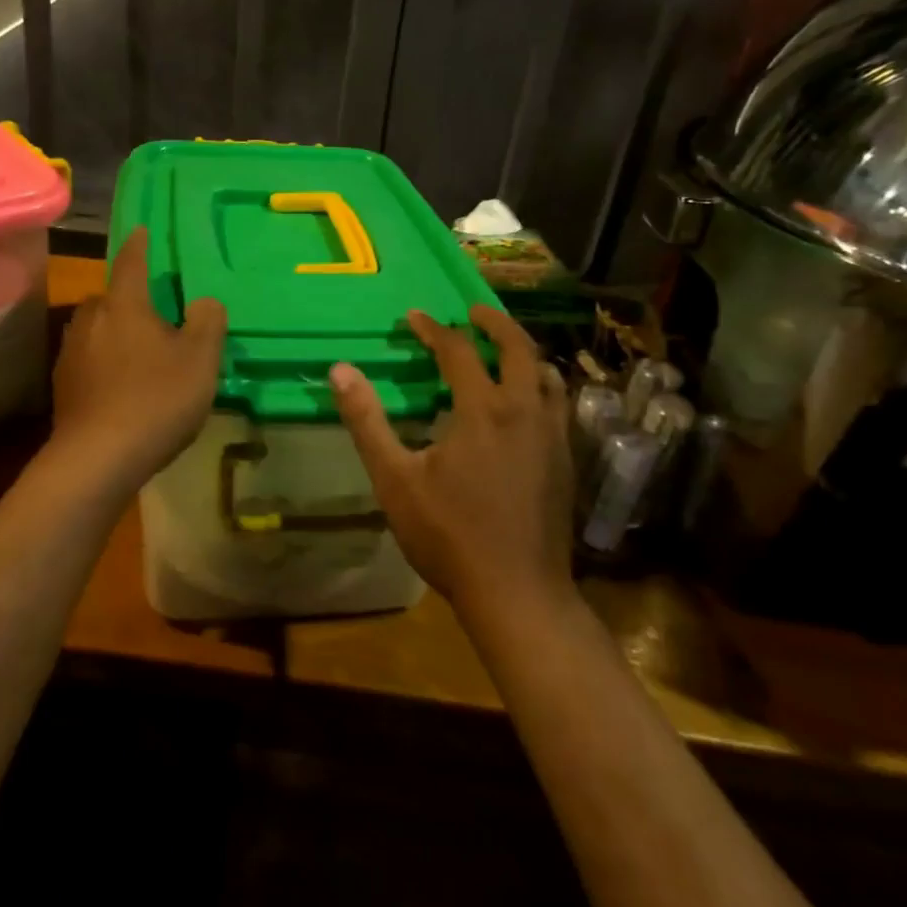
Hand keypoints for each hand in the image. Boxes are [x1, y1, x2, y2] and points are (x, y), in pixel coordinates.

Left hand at [51, 228, 226, 486]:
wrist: (97, 459)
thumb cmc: (156, 399)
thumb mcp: (200, 359)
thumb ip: (207, 322)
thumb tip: (203, 301)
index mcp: (124, 305)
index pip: (132, 262)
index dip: (140, 245)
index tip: (142, 230)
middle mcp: (90, 319)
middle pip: (111, 298)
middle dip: (130, 299)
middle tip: (156, 313)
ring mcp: (70, 353)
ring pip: (97, 329)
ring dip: (116, 332)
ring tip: (140, 351)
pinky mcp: (62, 386)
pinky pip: (89, 359)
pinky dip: (105, 362)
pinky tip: (121, 385)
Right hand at [330, 306, 573, 615]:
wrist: (518, 593)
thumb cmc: (449, 535)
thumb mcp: (395, 479)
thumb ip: (367, 421)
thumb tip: (340, 370)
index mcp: (482, 410)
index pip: (457, 351)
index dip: (433, 329)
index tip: (413, 317)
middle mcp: (524, 411)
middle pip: (518, 348)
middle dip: (494, 323)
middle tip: (473, 312)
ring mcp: (552, 436)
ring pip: (546, 375)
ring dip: (523, 352)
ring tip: (501, 350)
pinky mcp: (566, 461)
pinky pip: (557, 404)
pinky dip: (539, 384)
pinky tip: (524, 403)